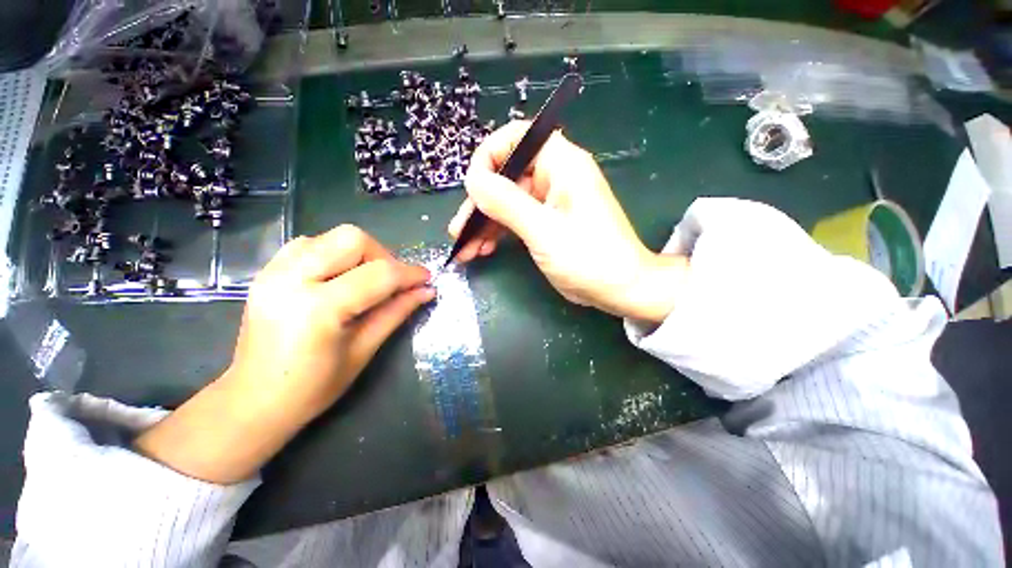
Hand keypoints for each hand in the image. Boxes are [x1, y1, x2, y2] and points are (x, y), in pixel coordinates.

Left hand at [136, 226, 433, 482]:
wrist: (253, 401)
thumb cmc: (313, 387)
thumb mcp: (364, 350)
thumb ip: (396, 312)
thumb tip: (426, 291)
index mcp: (318, 309)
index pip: (378, 274)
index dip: (410, 274)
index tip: (427, 279)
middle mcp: (291, 280)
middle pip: (352, 239)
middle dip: (383, 256)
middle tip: (392, 282)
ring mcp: (273, 272)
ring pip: (331, 237)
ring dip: (359, 254)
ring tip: (366, 280)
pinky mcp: (267, 271)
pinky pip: (309, 244)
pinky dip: (334, 254)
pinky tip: (339, 277)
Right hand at [449, 121, 686, 322]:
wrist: (620, 289)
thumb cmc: (588, 258)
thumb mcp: (543, 230)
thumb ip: (506, 202)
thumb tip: (472, 179)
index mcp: (561, 164)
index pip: (516, 138)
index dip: (488, 157)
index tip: (471, 188)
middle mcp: (555, 176)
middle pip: (506, 176)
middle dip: (480, 203)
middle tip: (459, 231)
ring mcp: (551, 201)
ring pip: (508, 202)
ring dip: (484, 223)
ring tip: (465, 249)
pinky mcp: (548, 222)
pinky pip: (517, 219)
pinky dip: (499, 233)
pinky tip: (483, 250)